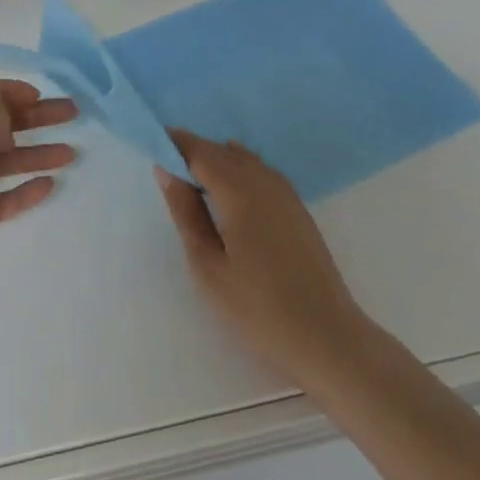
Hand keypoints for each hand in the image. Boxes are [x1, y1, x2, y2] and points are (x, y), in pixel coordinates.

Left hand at [0, 79, 76, 306]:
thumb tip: (9, 134)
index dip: (12, 92)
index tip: (41, 96)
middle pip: (1, 125)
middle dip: (36, 118)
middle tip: (73, 115)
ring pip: (5, 163)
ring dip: (37, 155)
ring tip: (72, 153)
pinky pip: (0, 201)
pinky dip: (23, 193)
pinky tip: (48, 186)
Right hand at [156, 131, 375, 389]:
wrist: (325, 335)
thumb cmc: (257, 308)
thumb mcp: (208, 266)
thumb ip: (186, 213)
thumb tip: (167, 170)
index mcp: (238, 190)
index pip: (200, 151)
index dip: (176, 143)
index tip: (154, 143)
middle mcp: (263, 180)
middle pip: (222, 151)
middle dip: (194, 150)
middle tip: (168, 164)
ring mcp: (285, 192)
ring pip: (244, 159)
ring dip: (218, 159)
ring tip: (195, 179)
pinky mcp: (298, 207)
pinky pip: (261, 171)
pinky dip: (240, 169)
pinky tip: (232, 189)